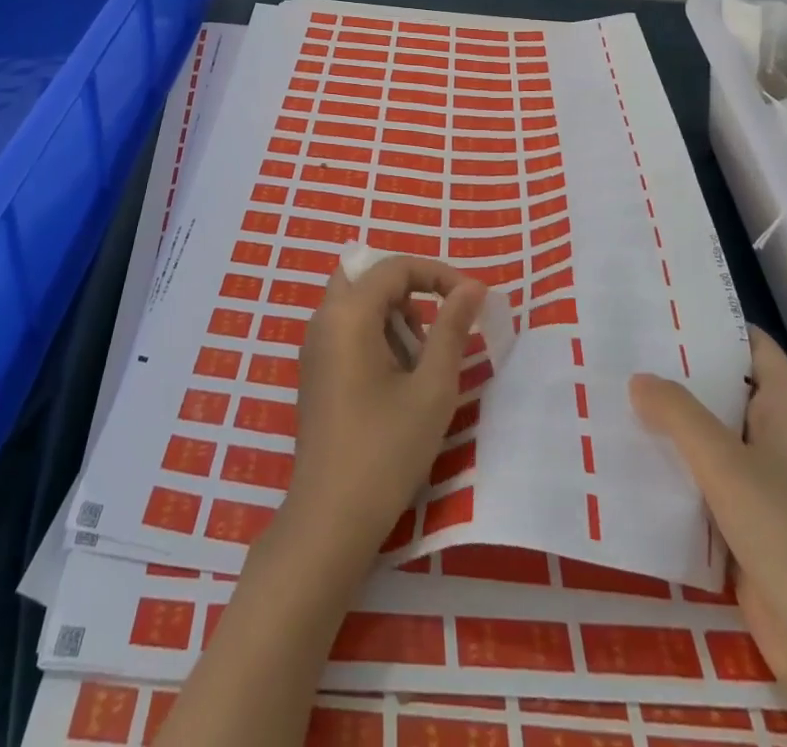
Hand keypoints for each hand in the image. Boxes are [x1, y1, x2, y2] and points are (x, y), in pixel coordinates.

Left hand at [284, 254, 485, 564]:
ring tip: (420, 362)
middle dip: (409, 291)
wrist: (330, 519)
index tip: (473, 300)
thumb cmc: (386, 450)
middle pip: (369, 276)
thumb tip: (472, 287)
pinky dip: (375, 334)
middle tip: (437, 326)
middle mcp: (323, 318)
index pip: (395, 267)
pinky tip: (396, 379)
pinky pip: (346, 327)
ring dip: (393, 314)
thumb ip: (452, 329)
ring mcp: (314, 345)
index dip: (438, 274)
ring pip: (356, 302)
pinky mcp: (314, 370)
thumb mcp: (432, 388)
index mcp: (348, 314)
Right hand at [632, 329, 786, 746]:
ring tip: (613, 385)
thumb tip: (638, 378)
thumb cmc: (786, 535)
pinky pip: (704, 466)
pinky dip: (673, 453)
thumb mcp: (725, 463)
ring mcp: (763, 473)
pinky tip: (630, 444)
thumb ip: (678, 412)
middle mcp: (778, 432)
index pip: (750, 343)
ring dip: (670, 413)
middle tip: (620, 342)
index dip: (709, 321)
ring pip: (710, 426)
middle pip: (724, 382)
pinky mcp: (746, 509)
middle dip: (677, 366)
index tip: (657, 306)